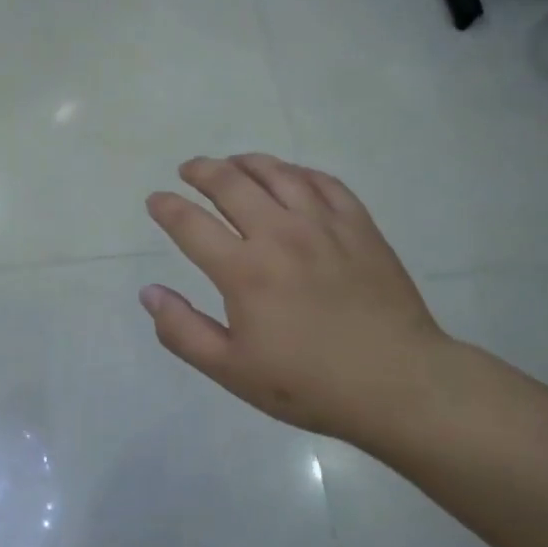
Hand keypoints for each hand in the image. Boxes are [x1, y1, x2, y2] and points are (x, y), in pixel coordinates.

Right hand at [141, 155, 451, 441]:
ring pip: (277, 173)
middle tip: (188, 170)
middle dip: (201, 171)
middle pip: (231, 183)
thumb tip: (148, 292)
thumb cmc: (309, 384)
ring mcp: (323, 225)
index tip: (156, 200)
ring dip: (247, 162)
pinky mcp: (359, 226)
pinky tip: (290, 176)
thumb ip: (182, 331)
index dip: (166, 207)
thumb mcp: (232, 371)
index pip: (190, 223)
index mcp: (244, 270)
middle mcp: (280, 234)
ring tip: (232, 163)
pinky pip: (324, 182)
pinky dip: (298, 172)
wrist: (398, 384)